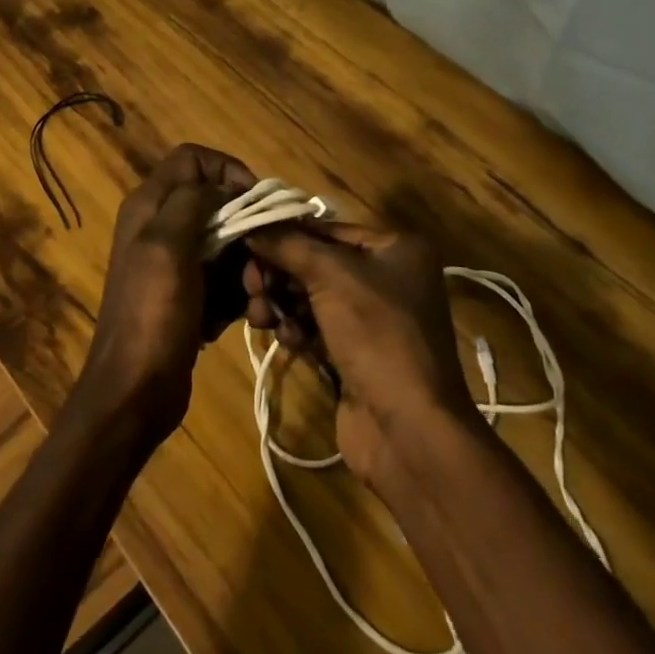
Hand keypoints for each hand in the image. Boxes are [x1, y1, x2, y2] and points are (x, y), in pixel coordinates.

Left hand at [80, 144, 253, 446]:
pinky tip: (245, 318)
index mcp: (149, 206)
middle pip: (216, 204)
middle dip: (246, 228)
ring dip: (247, 269)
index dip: (226, 170)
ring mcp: (176, 264)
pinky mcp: (189, 295)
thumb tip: (220, 183)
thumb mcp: (168, 247)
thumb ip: (192, 202)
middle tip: (262, 261)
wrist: (135, 392)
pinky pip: (225, 279)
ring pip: (227, 244)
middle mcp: (161, 226)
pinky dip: (238, 295)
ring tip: (254, 299)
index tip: (255, 200)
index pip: (192, 159)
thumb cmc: (152, 315)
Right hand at [243, 223, 475, 483]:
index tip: (246, 242)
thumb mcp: (331, 276)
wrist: (408, 428)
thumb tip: (251, 225)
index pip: (328, 229)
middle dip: (279, 273)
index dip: (285, 234)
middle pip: (316, 263)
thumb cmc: (377, 334)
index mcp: (396, 248)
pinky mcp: (356, 354)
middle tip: (251, 285)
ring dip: (281, 303)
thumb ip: (288, 245)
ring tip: (260, 316)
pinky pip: (316, 328)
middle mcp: (389, 277)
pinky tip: (287, 341)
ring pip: (311, 297)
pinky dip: (296, 330)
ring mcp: (373, 319)